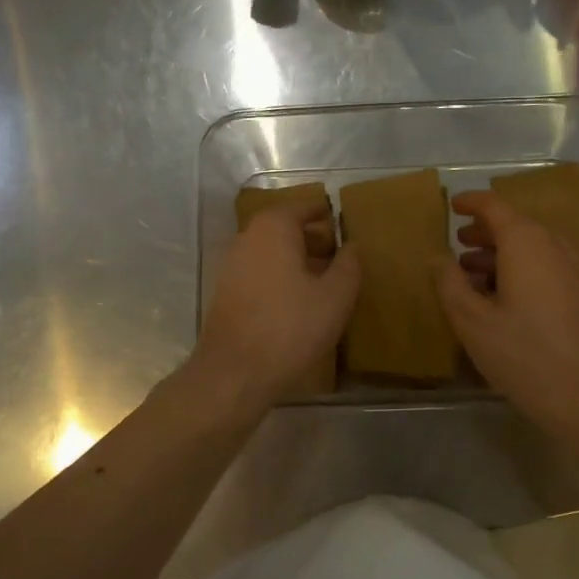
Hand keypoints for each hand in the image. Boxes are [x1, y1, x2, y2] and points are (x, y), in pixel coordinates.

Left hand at [193, 192, 360, 410]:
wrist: (235, 372)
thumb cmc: (291, 327)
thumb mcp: (335, 296)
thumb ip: (349, 265)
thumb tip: (352, 245)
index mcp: (274, 229)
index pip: (302, 206)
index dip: (323, 211)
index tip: (341, 217)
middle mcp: (247, 239)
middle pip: (283, 227)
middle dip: (311, 236)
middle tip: (337, 251)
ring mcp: (231, 266)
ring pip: (270, 251)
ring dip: (296, 258)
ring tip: (323, 279)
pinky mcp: (226, 292)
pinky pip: (259, 272)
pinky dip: (279, 276)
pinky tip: (297, 300)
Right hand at [435, 191, 578, 436]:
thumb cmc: (525, 354)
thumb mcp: (472, 321)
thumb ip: (450, 284)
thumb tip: (438, 257)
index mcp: (526, 244)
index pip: (495, 207)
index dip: (471, 203)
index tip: (452, 205)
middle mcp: (553, 248)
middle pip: (516, 226)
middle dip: (485, 231)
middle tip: (458, 242)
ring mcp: (572, 273)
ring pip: (531, 249)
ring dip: (500, 254)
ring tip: (471, 272)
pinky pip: (544, 269)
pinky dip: (518, 271)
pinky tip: (500, 300)